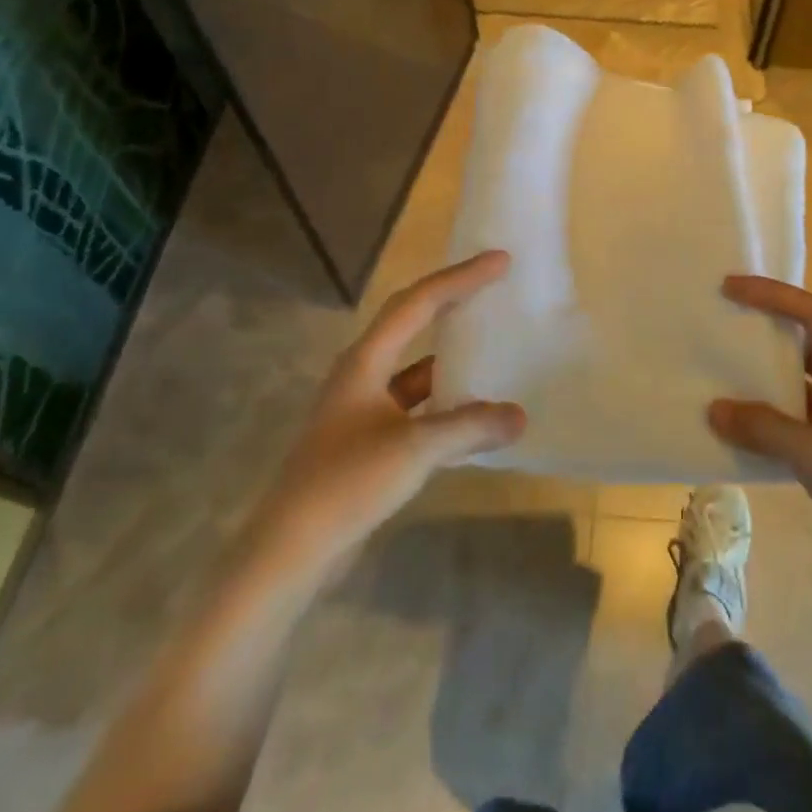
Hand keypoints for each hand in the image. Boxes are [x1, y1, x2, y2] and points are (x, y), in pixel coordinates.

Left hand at [253, 251, 524, 573]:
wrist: (291, 549)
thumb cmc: (347, 483)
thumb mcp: (414, 449)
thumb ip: (470, 427)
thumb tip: (520, 416)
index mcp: (366, 361)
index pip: (418, 303)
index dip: (460, 279)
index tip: (499, 262)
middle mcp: (362, 375)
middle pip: (412, 323)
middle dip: (453, 302)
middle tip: (494, 287)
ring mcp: (362, 409)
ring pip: (415, 368)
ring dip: (450, 356)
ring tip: (492, 346)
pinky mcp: (368, 441)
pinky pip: (416, 406)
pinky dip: (445, 402)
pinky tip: (472, 413)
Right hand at [709, 276, 811, 602]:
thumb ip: (765, 428)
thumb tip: (712, 409)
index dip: (773, 296)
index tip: (729, 287)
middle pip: (808, 345)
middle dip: (765, 332)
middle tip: (720, 321)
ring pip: (801, 384)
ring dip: (764, 378)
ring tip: (718, 367)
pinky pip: (798, 419)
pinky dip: (769, 417)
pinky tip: (736, 421)